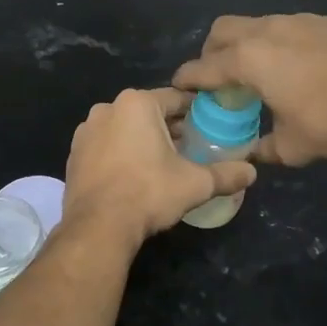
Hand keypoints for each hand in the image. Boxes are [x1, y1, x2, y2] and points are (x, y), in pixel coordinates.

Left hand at [63, 88, 256, 244]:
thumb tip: (252, 173)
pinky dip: (121, 153)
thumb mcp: (195, 184)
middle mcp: (108, 108)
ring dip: (143, 139)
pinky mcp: (74, 153)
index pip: (176, 99)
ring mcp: (86, 130)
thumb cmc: (149, 193)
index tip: (210, 126)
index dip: (196, 112)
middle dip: (169, 127)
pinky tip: (133, 175)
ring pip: (125, 128)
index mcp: (137, 103)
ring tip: (162, 164)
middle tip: (190, 148)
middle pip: (149, 112)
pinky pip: (106, 145)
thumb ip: (226, 174)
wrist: (98, 226)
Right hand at [173, 14, 326, 166]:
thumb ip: (264, 150)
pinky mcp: (325, 20)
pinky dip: (280, 42)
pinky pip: (289, 26)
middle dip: (211, 52)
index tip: (179, 86)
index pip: (203, 67)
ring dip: (247, 43)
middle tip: (218, 76)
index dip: (187, 78)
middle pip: (222, 31)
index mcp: (248, 61)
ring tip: (261, 69)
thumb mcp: (293, 147)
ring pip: (256, 23)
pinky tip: (300, 64)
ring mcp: (297, 21)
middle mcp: (266, 32)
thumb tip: (251, 155)